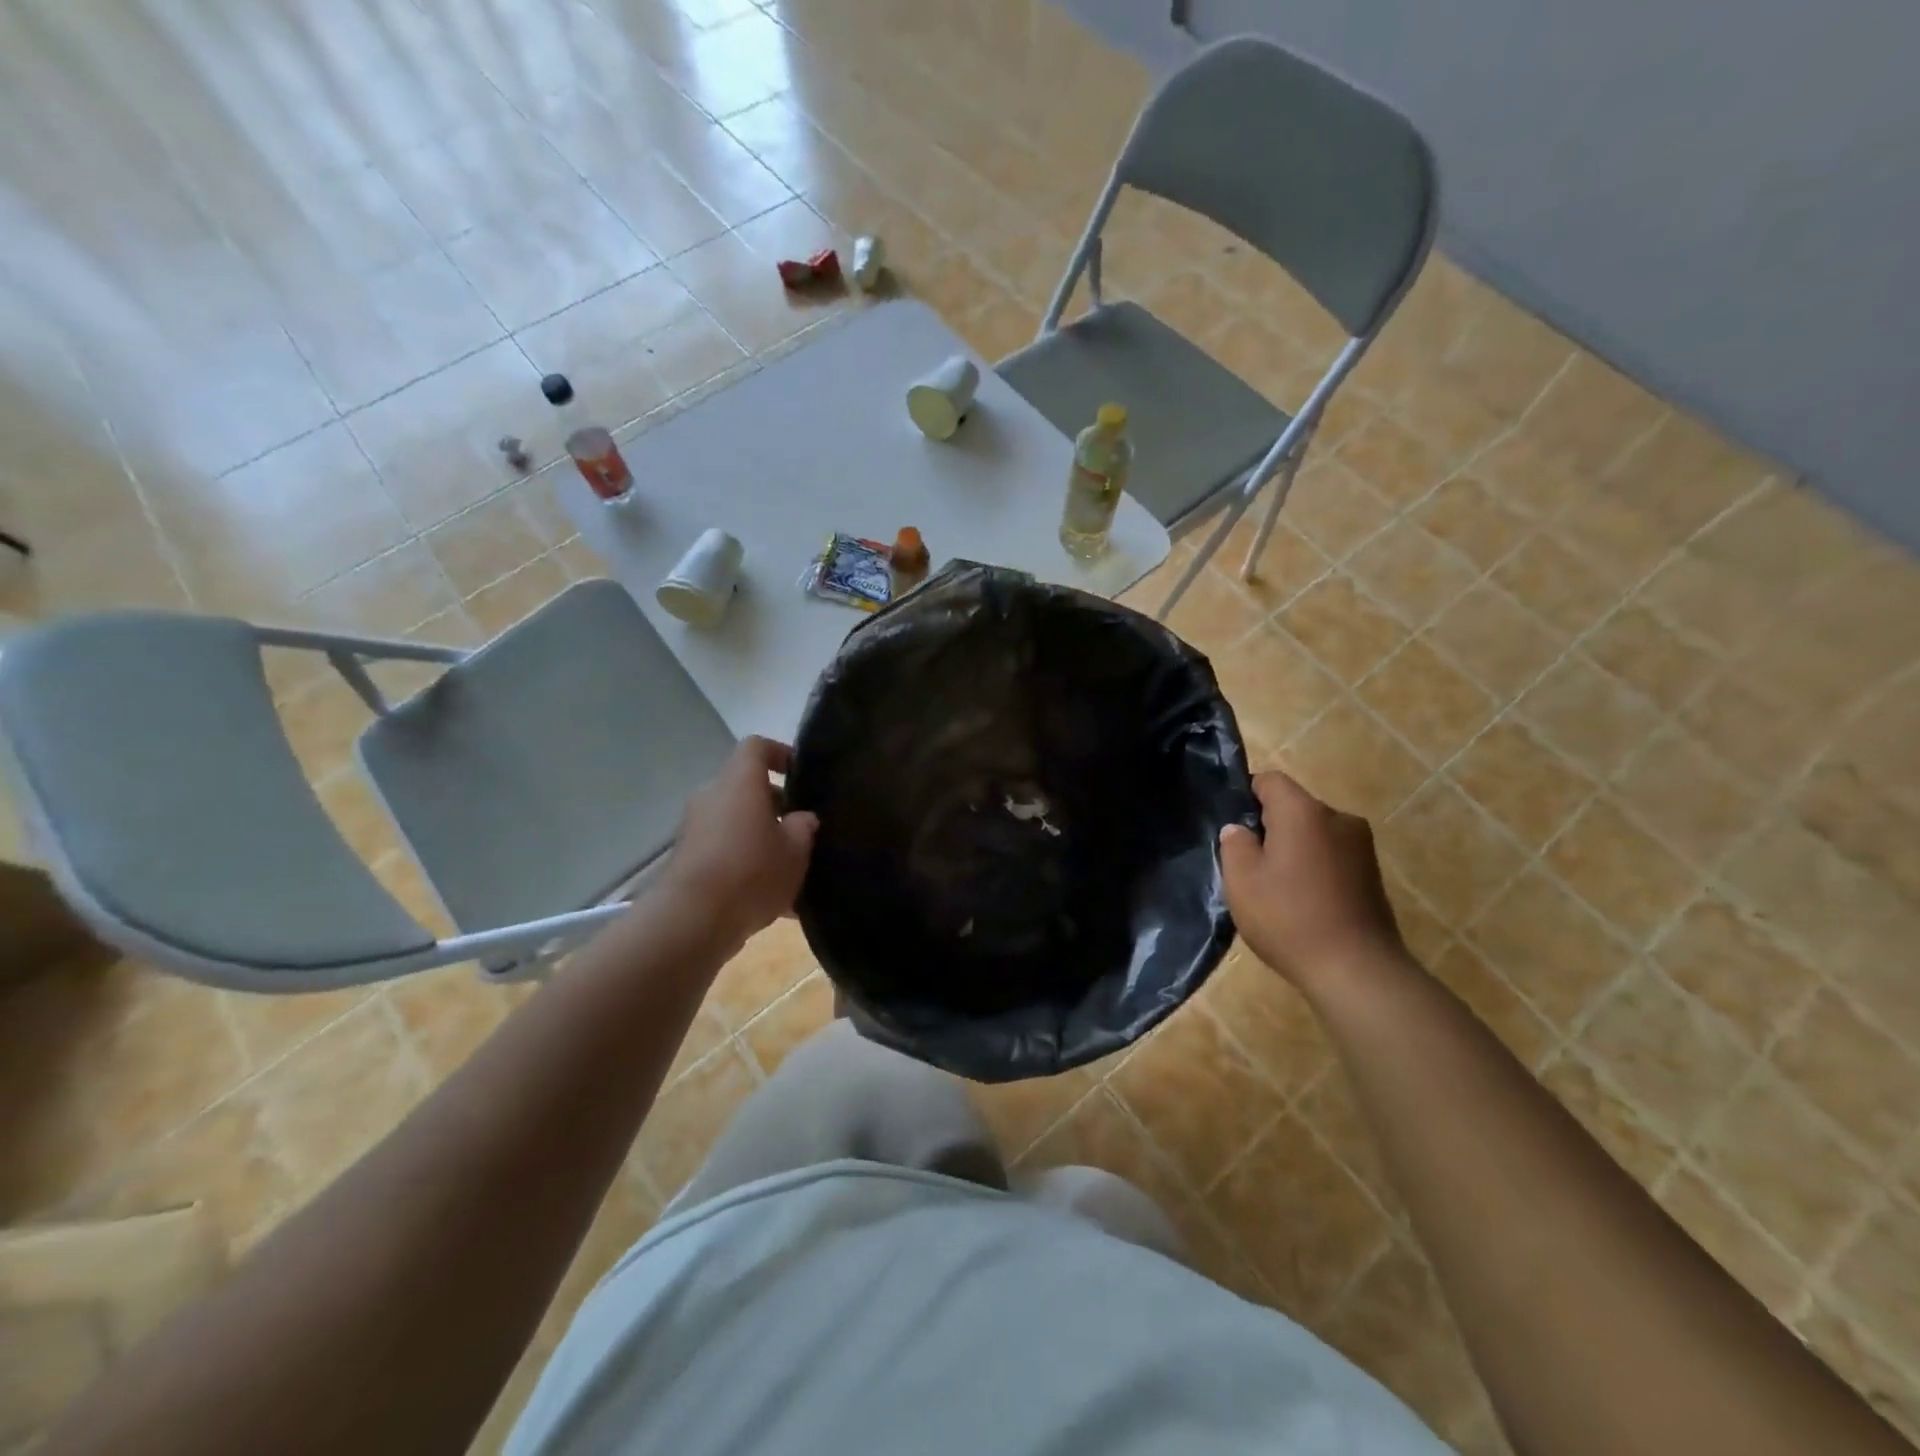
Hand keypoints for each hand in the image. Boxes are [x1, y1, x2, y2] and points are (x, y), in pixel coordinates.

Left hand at [662, 737, 818, 948]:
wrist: (692, 920)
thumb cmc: (751, 872)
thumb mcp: (795, 851)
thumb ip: (803, 828)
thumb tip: (802, 818)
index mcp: (739, 782)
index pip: (756, 747)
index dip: (780, 753)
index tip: (800, 775)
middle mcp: (712, 797)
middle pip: (746, 788)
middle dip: (775, 806)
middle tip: (801, 830)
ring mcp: (695, 829)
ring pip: (736, 822)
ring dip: (761, 838)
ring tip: (790, 869)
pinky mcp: (687, 860)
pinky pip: (724, 852)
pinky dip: (746, 864)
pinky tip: (772, 901)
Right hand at [1220, 772, 1404, 989]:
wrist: (1357, 971)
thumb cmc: (1290, 918)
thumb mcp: (1242, 880)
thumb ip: (1235, 844)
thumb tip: (1239, 829)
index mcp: (1304, 812)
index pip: (1270, 780)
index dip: (1245, 795)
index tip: (1231, 826)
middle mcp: (1339, 818)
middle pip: (1294, 807)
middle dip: (1269, 827)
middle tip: (1246, 862)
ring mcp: (1361, 847)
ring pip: (1313, 834)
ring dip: (1293, 850)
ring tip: (1274, 887)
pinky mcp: (1372, 875)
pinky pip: (1331, 856)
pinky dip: (1313, 869)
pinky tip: (1301, 902)